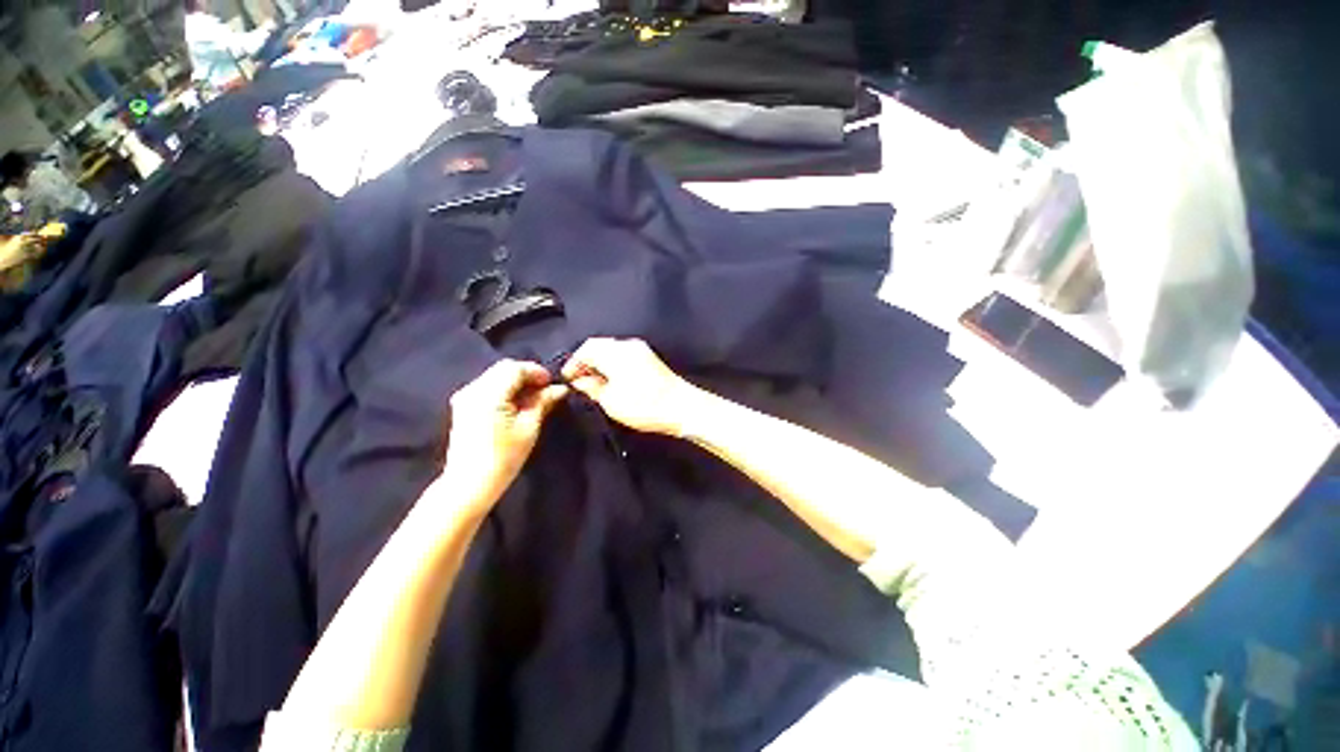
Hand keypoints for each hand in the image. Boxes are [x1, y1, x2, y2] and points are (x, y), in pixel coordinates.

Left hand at [443, 360, 567, 505]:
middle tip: (545, 389)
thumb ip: (543, 402)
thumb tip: (560, 388)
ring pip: (495, 376)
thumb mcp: (529, 428)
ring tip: (533, 397)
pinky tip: (516, 403)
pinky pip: (487, 386)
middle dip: (526, 374)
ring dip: (516, 381)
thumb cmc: (504, 458)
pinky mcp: (463, 406)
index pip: (515, 368)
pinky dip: (504, 388)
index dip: (536, 371)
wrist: (469, 484)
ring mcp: (464, 397)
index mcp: (489, 394)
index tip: (552, 383)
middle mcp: (473, 390)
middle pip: (503, 368)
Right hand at [561, 338, 699, 435]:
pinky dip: (612, 363)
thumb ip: (591, 387)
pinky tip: (611, 378)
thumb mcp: (611, 401)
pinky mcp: (649, 358)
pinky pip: (623, 354)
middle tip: (578, 379)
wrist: (682, 407)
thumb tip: (580, 380)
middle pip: (599, 345)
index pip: (586, 348)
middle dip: (585, 360)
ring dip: (599, 361)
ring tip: (593, 381)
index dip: (573, 362)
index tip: (567, 378)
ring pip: (611, 349)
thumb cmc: (645, 405)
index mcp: (616, 352)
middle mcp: (628, 345)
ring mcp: (641, 350)